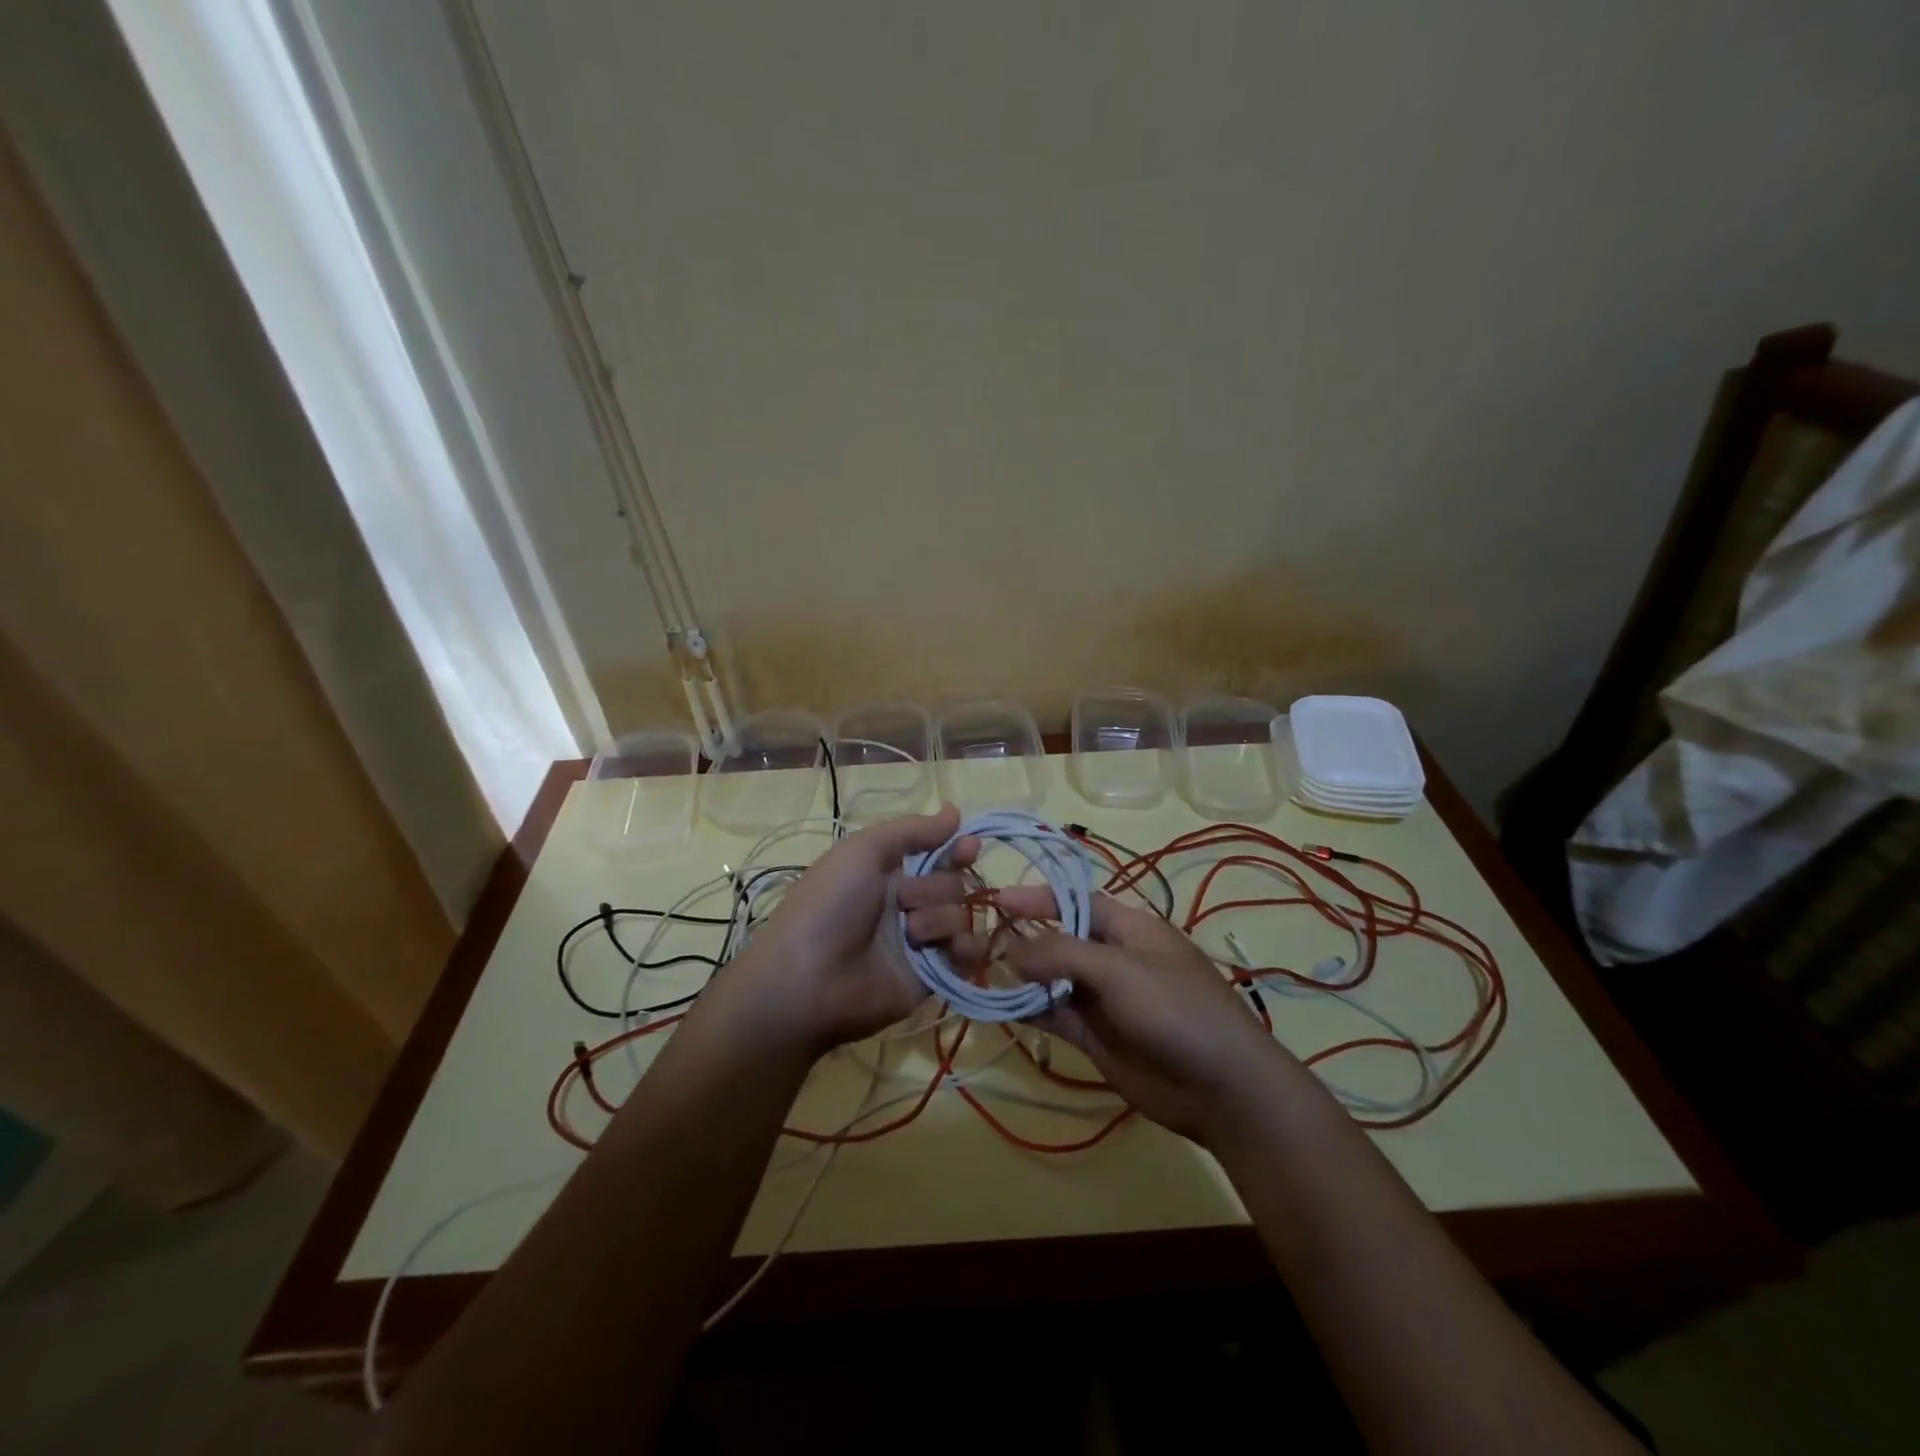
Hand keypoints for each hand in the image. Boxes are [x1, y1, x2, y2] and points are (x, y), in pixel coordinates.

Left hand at [730, 807, 983, 1053]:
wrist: (808, 980)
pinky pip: (969, 955)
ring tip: (912, 934)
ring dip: (941, 918)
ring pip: (961, 915)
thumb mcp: (863, 850)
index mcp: (889, 872)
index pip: (938, 853)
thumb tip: (955, 811)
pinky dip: (968, 948)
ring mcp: (921, 941)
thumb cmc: (830, 904)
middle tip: (906, 901)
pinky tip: (951, 948)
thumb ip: (912, 830)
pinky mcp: (932, 976)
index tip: (968, 846)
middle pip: (954, 883)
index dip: (957, 849)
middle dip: (937, 887)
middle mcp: (907, 903)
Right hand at [999, 890, 1294, 1144]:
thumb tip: (1010, 949)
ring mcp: (1102, 999)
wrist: (1221, 1089)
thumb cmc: (1176, 1009)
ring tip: (972, 970)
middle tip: (971, 940)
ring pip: (1050, 980)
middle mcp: (1111, 958)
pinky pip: (1053, 1016)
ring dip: (1016, 976)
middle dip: (1018, 939)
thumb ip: (1062, 953)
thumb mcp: (1119, 969)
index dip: (1037, 898)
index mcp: (1128, 928)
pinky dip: (1026, 1009)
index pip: (1074, 901)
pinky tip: (995, 1004)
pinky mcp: (1094, 1037)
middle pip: (1057, 940)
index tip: (996, 901)